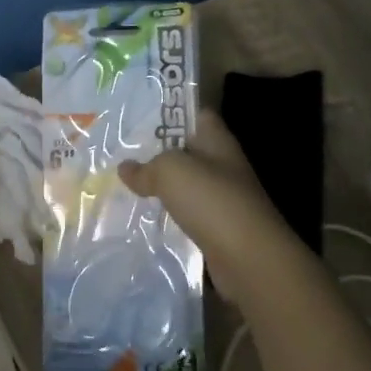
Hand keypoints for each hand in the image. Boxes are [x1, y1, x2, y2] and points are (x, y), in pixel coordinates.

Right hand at [118, 109, 301, 302]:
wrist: (249, 259)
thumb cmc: (211, 200)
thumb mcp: (170, 171)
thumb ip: (146, 167)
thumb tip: (125, 168)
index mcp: (217, 141)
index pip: (196, 115)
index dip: (172, 111)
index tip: (140, 116)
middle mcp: (223, 166)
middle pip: (188, 151)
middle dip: (158, 152)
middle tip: (122, 152)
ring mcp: (222, 198)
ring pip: (186, 185)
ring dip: (162, 186)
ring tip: (126, 184)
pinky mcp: (218, 228)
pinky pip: (187, 214)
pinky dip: (169, 215)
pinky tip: (144, 217)